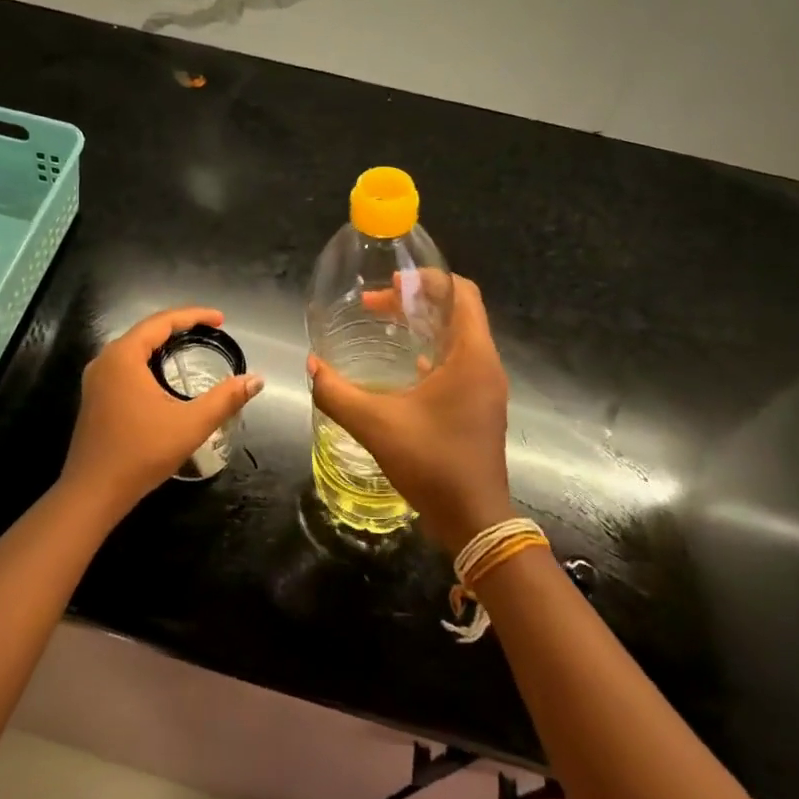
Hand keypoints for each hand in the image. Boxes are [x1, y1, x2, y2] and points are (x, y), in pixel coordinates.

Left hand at [63, 306, 262, 518]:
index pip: (162, 321)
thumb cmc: (141, 453)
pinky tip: (163, 374)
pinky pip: (125, 365)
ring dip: (162, 343)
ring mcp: (96, 379)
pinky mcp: (94, 397)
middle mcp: (105, 360)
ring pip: (134, 348)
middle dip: (179, 326)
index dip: (194, 315)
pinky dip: (149, 360)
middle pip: (146, 330)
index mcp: (124, 356)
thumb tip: (256, 380)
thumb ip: (225, 399)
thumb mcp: (190, 424)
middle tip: (210, 330)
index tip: (221, 319)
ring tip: (190, 345)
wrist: (93, 492)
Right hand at [309, 274, 511, 550]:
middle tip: (375, 304)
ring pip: (458, 336)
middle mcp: (485, 364)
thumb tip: (312, 366)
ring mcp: (486, 387)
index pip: (461, 292)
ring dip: (424, 325)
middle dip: (417, 300)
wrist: (474, 519)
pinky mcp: (480, 406)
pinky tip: (402, 366)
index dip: (427, 279)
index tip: (390, 282)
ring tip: (385, 326)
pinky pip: (458, 361)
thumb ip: (337, 392)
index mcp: (471, 356)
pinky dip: (431, 351)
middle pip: (458, 310)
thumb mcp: (376, 424)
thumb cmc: (432, 462)